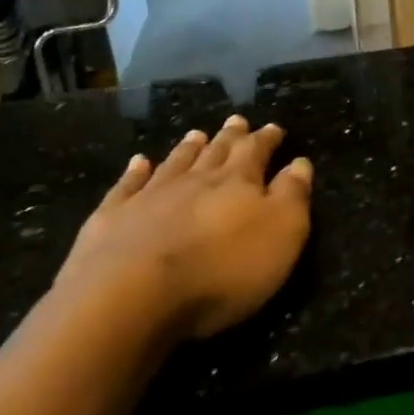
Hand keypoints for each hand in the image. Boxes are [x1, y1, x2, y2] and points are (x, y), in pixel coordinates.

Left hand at [55, 116, 312, 337]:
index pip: (256, 152)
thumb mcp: (281, 234)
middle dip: (230, 137)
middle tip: (237, 121)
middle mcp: (195, 180)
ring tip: (196, 134)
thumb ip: (292, 196)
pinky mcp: (113, 218)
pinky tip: (139, 162)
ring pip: (175, 163)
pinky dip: (135, 171)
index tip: (274, 128)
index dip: (267, 140)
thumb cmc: (221, 269)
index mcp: (238, 182)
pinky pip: (128, 185)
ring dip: (188, 148)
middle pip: (216, 152)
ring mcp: (150, 195)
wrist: (132, 294)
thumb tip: (300, 163)